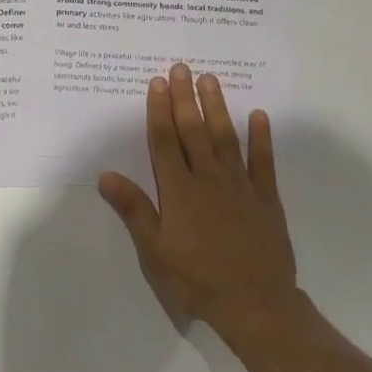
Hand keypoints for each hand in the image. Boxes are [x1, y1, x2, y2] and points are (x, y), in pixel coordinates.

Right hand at [98, 63, 298, 334]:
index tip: (158, 82)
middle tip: (182, 67)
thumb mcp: (154, 252)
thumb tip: (105, 175)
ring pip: (226, 138)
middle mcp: (208, 179)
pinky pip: (263, 162)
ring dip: (217, 107)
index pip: (165, 142)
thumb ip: (133, 210)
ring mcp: (240, 186)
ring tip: (210, 80)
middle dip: (185, 98)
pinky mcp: (266, 199)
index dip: (159, 111)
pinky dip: (261, 138)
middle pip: (194, 131)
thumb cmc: (197, 280)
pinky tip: (259, 115)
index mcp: (179, 191)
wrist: (256, 305)